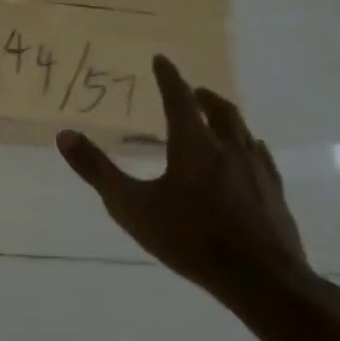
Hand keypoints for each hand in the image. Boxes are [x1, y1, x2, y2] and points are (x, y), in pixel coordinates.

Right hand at [56, 55, 310, 302]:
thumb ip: (97, 170)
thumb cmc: (191, 239)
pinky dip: (248, 145)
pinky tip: (249, 156)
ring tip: (218, 119)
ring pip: (243, 131)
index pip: (179, 99)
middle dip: (203, 96)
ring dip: (227, 118)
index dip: (168, 77)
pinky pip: (261, 157)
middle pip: (219, 111)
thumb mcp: (132, 207)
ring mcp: (257, 170)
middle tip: (194, 91)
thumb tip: (64, 135)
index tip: (162, 59)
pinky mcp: (275, 193)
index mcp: (194, 145)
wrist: (262, 280)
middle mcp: (228, 148)